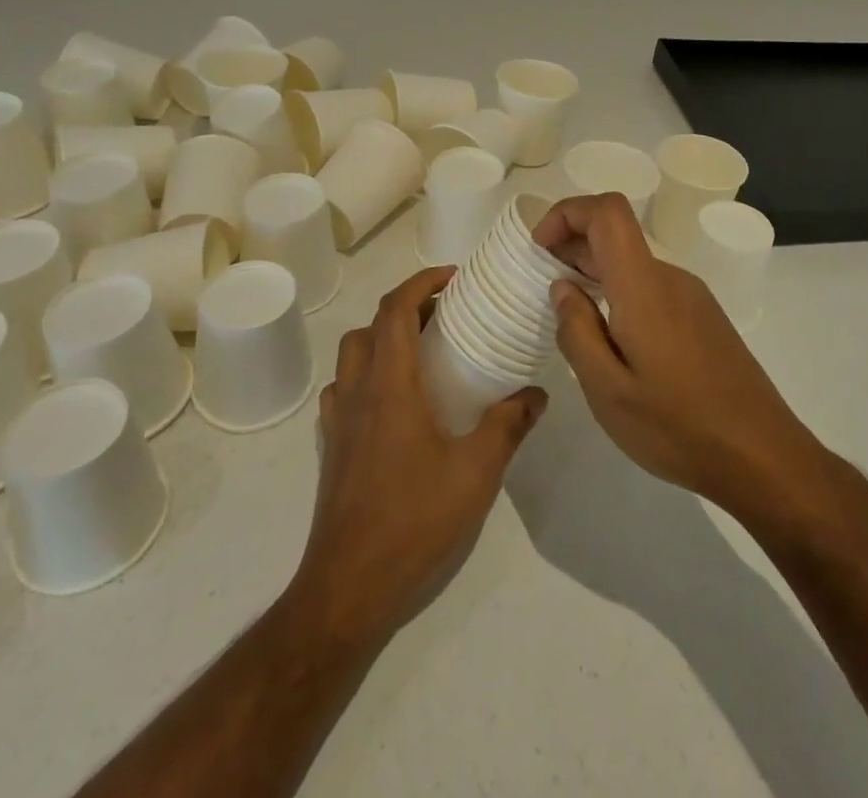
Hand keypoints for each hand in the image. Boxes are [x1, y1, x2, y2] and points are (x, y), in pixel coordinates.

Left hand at [290, 265, 546, 645]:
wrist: (348, 588)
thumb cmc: (413, 520)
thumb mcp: (476, 471)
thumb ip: (508, 425)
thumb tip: (536, 393)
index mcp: (389, 386)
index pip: (394, 309)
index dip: (421, 283)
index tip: (452, 278)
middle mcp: (356, 393)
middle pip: (369, 327)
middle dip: (405, 309)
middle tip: (444, 316)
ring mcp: (337, 422)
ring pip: (352, 357)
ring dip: (382, 340)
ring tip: (421, 355)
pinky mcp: (330, 449)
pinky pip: (343, 392)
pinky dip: (367, 377)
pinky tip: (394, 405)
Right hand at [535, 193, 821, 520]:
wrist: (763, 457)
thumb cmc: (679, 427)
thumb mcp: (609, 392)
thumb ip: (577, 332)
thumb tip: (562, 287)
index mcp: (644, 286)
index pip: (607, 211)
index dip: (567, 213)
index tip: (539, 248)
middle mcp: (670, 277)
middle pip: (616, 234)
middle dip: (572, 246)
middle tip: (542, 288)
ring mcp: (692, 295)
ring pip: (632, 263)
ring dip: (595, 273)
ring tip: (572, 319)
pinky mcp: (703, 316)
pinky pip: (651, 286)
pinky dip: (619, 293)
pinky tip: (613, 340)